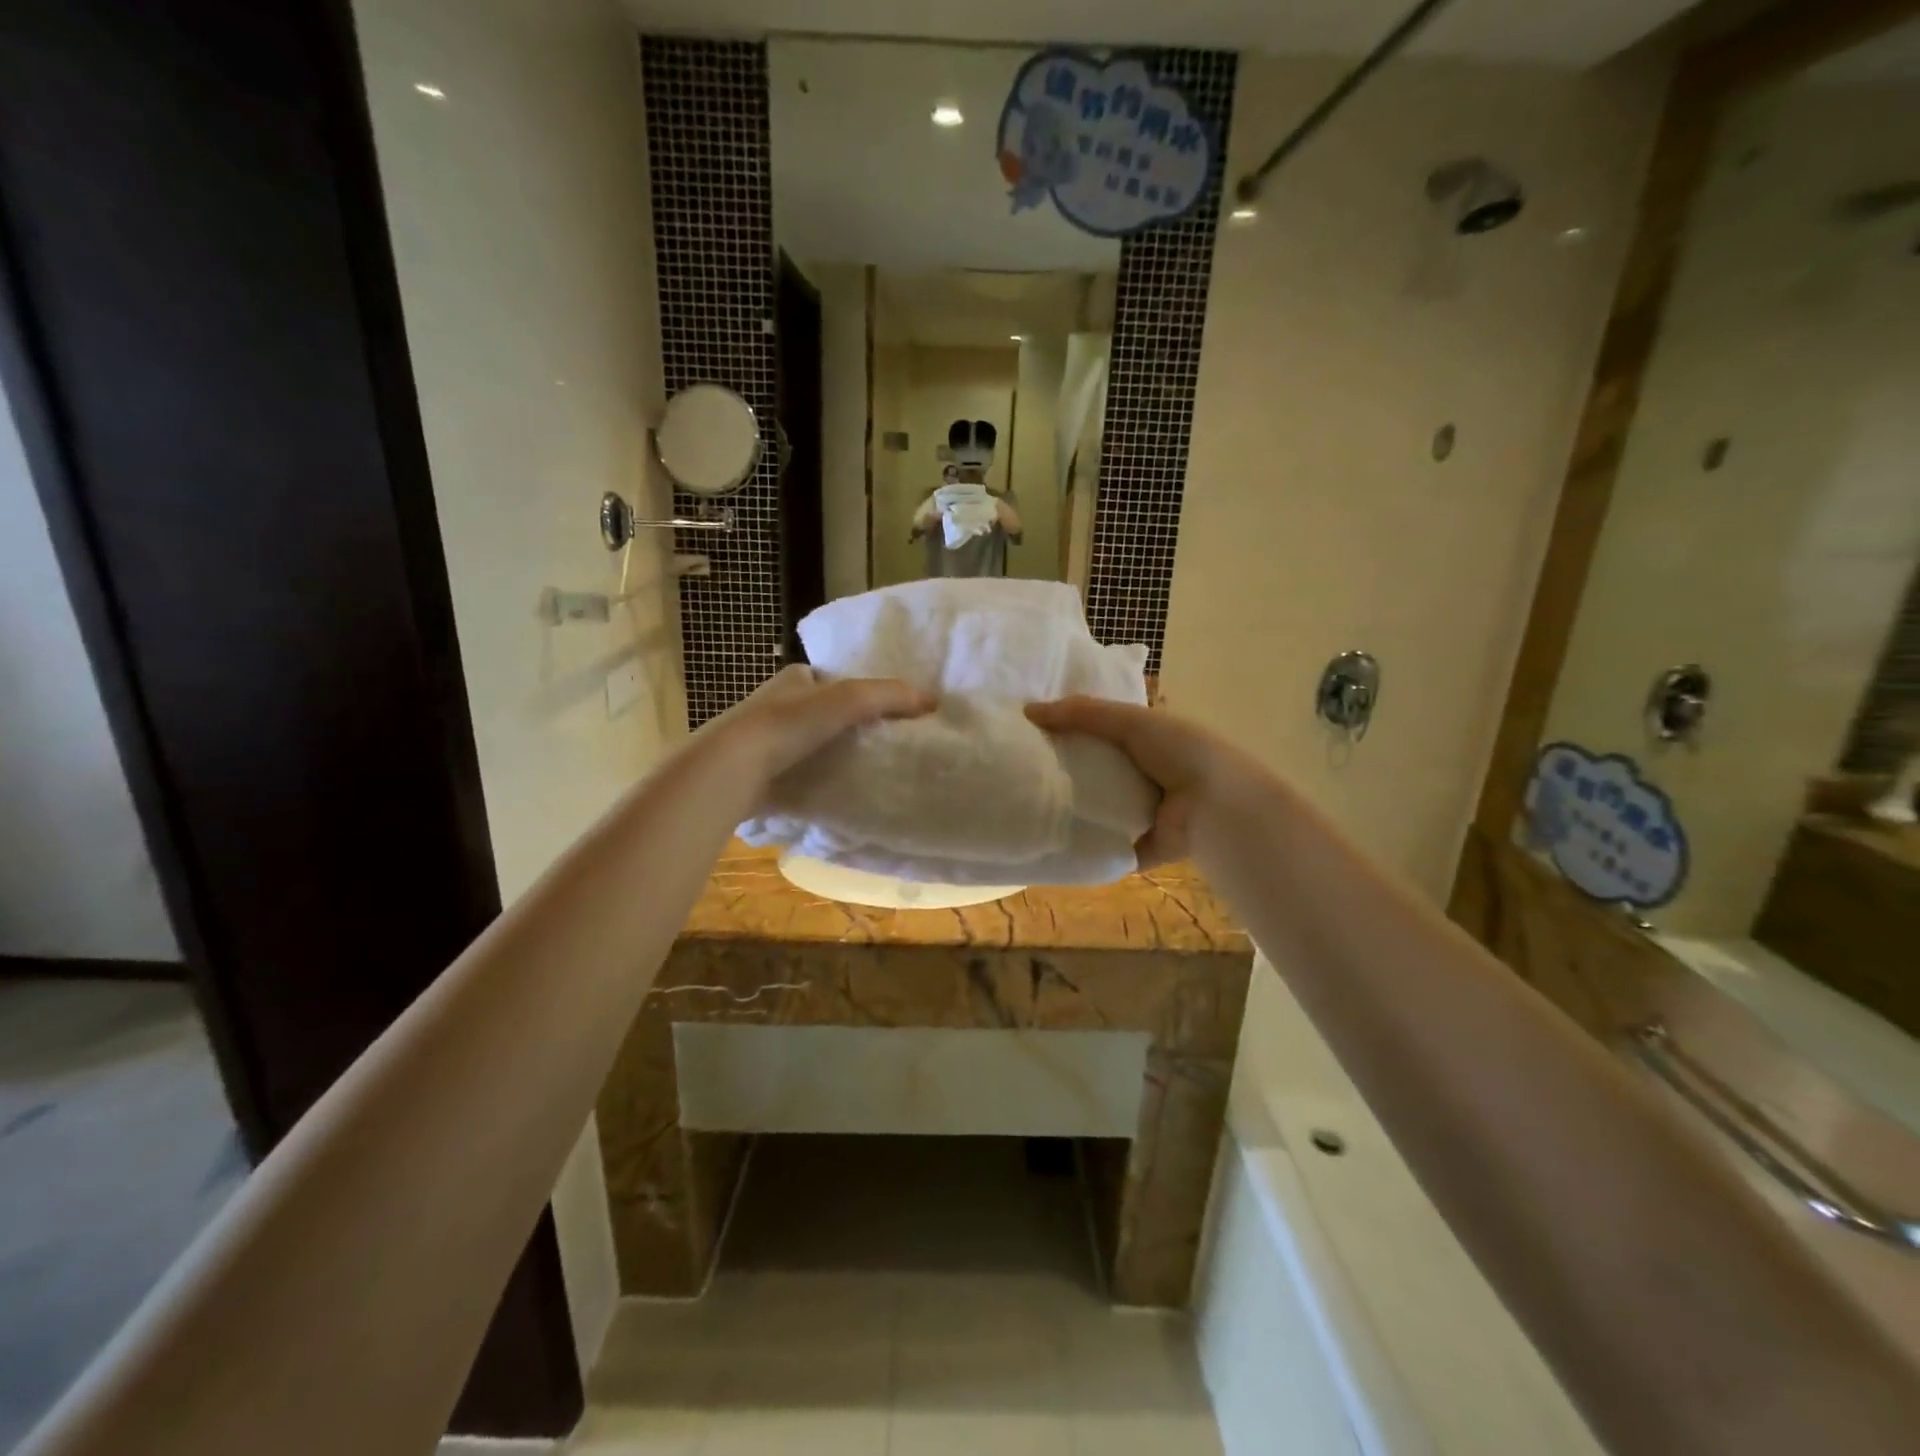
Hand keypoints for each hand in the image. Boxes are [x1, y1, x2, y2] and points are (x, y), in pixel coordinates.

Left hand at [709, 665, 932, 784]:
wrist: (732, 768)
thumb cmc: (789, 724)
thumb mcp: (849, 700)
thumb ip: (889, 696)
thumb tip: (932, 701)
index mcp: (793, 678)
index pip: (831, 681)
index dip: (856, 693)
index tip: (882, 716)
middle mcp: (774, 703)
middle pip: (819, 712)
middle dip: (841, 727)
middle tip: (876, 747)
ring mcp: (761, 739)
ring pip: (805, 743)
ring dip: (826, 754)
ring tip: (859, 771)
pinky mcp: (756, 771)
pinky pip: (793, 772)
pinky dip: (810, 779)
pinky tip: (829, 791)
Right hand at [1025, 697, 1244, 867]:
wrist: (1217, 805)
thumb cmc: (1179, 752)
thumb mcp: (1130, 721)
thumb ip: (1082, 713)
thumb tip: (1028, 711)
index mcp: (1149, 742)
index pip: (1103, 734)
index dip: (1072, 731)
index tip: (1034, 734)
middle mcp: (1145, 777)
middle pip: (1096, 772)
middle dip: (1066, 771)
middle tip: (1023, 771)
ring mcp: (1143, 814)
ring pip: (1097, 810)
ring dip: (1071, 809)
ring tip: (1027, 804)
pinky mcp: (1140, 847)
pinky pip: (1105, 846)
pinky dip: (1083, 845)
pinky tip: (1048, 841)